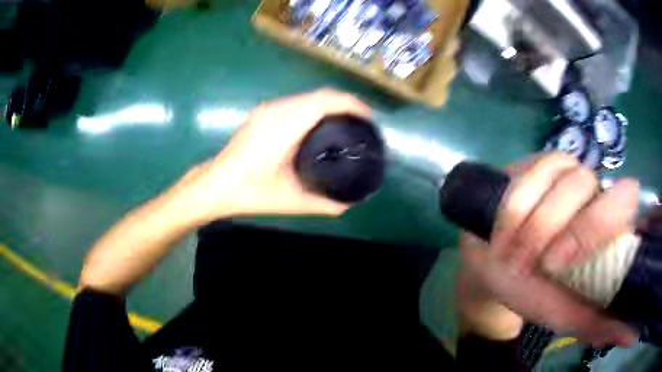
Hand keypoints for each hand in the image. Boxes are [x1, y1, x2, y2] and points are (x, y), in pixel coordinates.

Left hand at [168, 89, 372, 224]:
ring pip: (307, 97)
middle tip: (361, 123)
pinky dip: (313, 108)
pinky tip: (319, 124)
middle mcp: (277, 110)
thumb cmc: (250, 193)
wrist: (214, 186)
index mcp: (285, 126)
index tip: (369, 118)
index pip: (325, 102)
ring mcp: (267, 110)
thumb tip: (351, 204)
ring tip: (345, 122)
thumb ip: (325, 204)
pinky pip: (295, 102)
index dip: (352, 104)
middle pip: (319, 95)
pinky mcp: (261, 113)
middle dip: (344, 103)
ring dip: (328, 104)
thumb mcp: (291, 201)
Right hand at [457, 152, 639, 346]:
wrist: (495, 270)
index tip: (571, 260)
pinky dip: (512, 213)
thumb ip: (596, 324)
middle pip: (584, 183)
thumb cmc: (536, 292)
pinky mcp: (531, 166)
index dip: (602, 221)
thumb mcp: (566, 315)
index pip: (625, 195)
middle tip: (543, 266)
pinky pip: (524, 178)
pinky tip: (504, 237)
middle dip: (558, 227)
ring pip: (553, 176)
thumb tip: (626, 336)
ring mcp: (561, 171)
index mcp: (607, 220)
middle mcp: (590, 188)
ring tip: (515, 259)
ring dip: (532, 226)